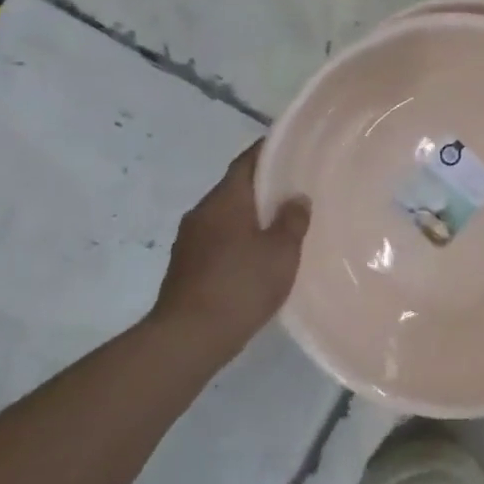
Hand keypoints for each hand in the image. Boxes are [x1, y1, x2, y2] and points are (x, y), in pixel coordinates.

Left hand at [149, 142, 309, 351]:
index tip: (290, 146)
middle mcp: (202, 212)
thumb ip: (292, 221)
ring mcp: (189, 240)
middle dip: (263, 187)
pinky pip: (218, 239)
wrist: (189, 336)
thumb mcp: (280, 253)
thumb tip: (296, 197)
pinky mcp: (186, 266)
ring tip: (281, 224)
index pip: (246, 163)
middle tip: (295, 189)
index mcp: (225, 200)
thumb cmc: (240, 286)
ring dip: (250, 216)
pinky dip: (238, 239)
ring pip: (226, 216)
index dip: (267, 151)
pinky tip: (257, 256)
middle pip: (235, 189)